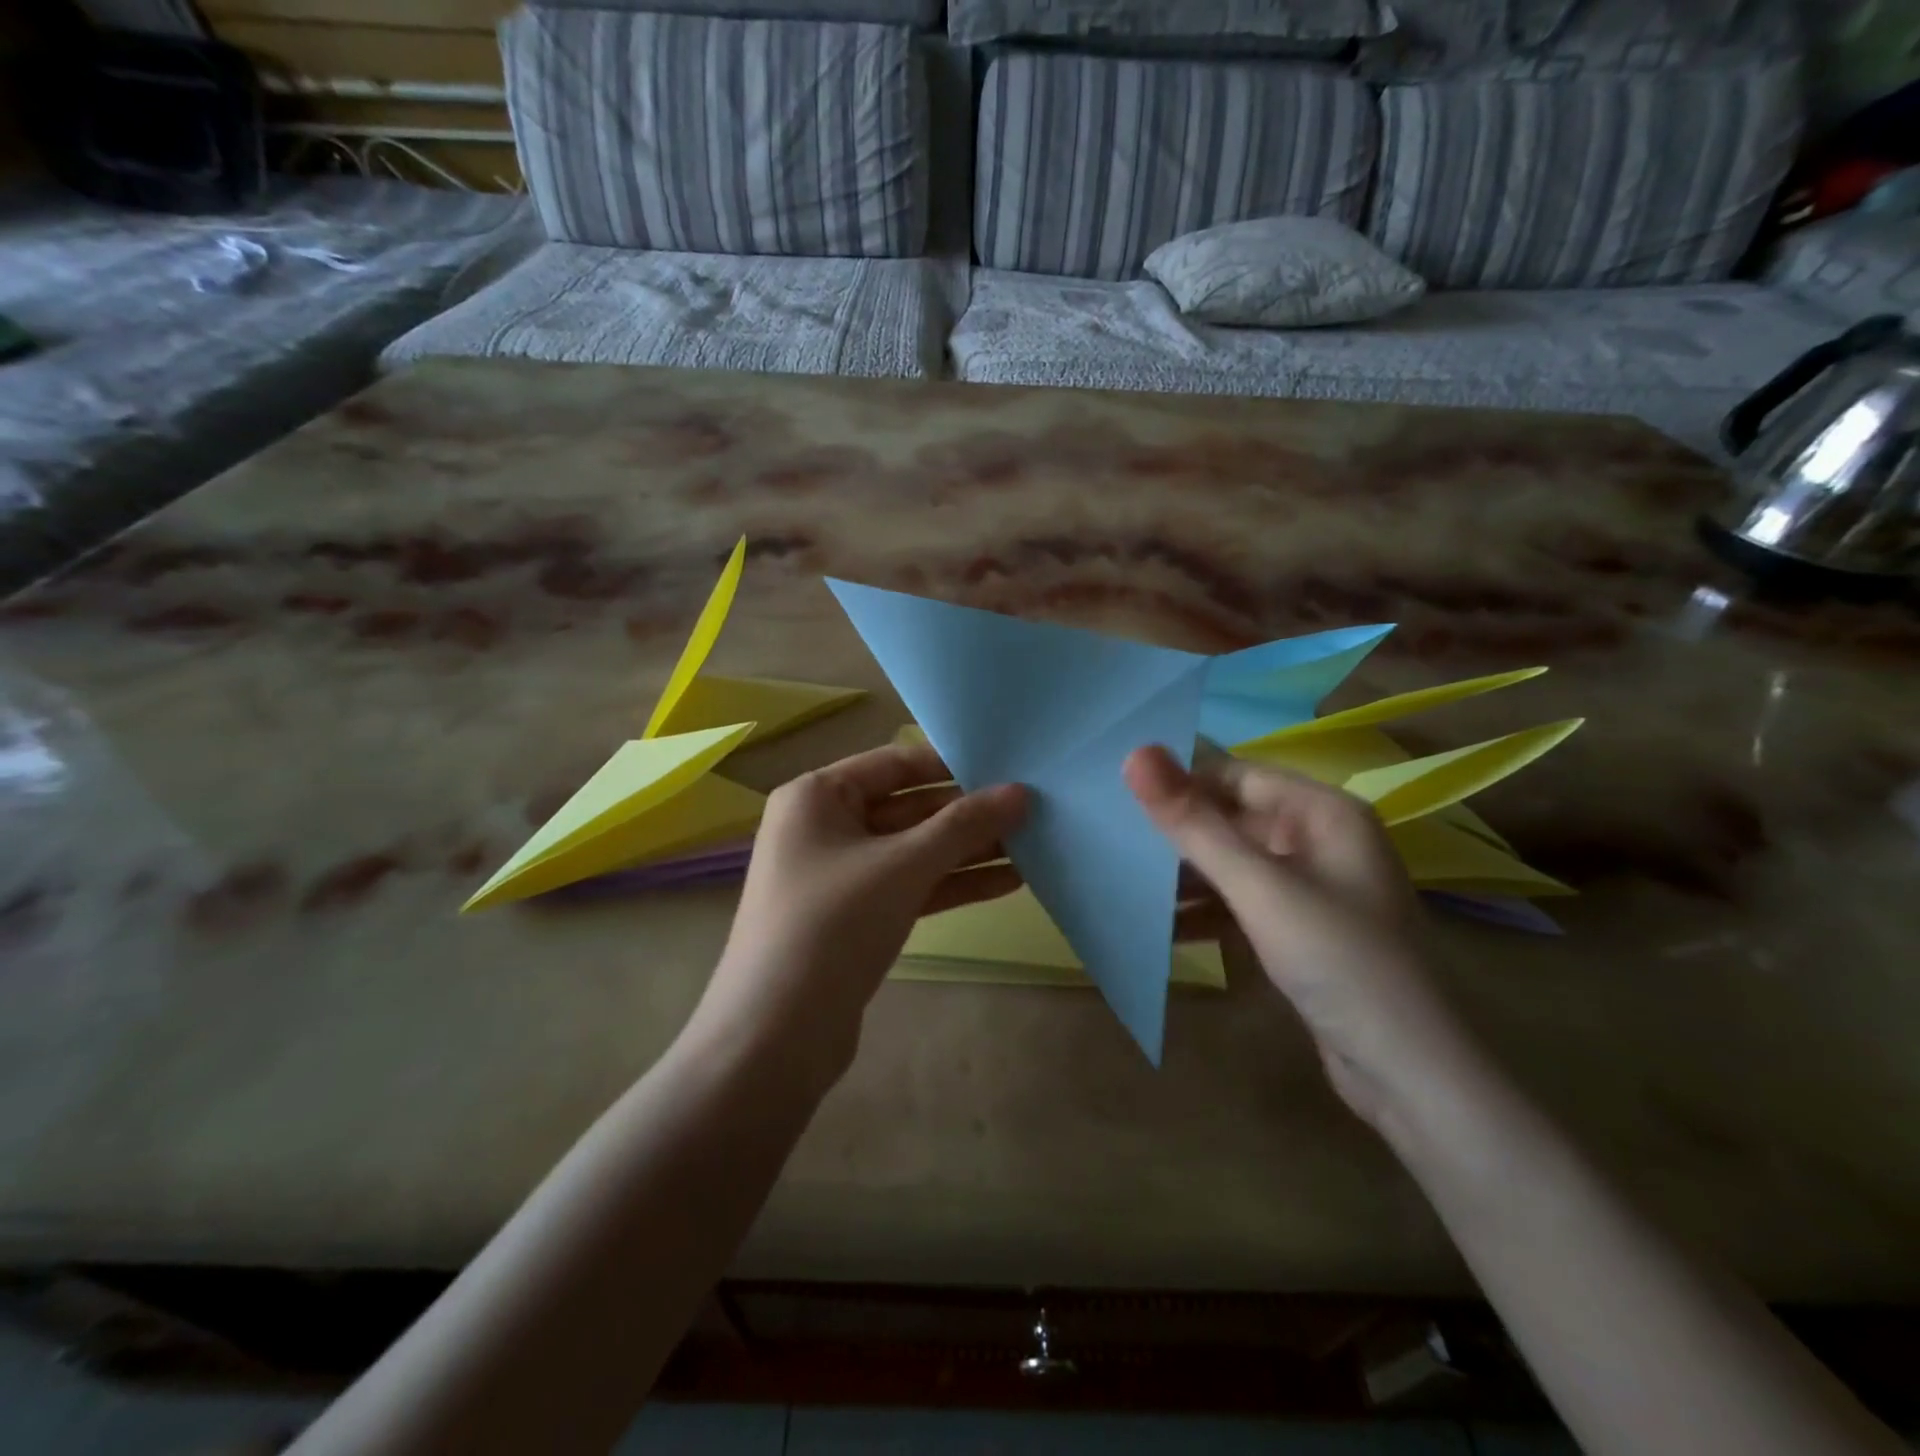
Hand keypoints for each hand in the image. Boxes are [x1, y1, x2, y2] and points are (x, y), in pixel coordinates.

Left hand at [699, 743, 1028, 1082]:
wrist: (776, 1035)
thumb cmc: (832, 924)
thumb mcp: (902, 866)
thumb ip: (963, 826)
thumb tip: (1020, 792)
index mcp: (817, 796)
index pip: (895, 762)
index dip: (951, 764)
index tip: (1008, 767)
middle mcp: (825, 826)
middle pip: (908, 806)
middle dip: (967, 813)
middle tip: (1031, 809)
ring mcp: (841, 874)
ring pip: (914, 850)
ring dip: (968, 850)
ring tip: (1033, 844)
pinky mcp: (857, 916)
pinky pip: (911, 886)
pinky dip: (952, 883)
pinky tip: (1008, 882)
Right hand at [1125, 746, 1475, 1130]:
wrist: (1408, 1072)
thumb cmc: (1337, 959)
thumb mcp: (1258, 887)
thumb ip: (1193, 823)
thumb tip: (1134, 753)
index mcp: (1323, 812)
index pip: (1236, 775)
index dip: (1180, 782)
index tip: (1118, 796)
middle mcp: (1320, 840)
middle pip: (1233, 819)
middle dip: (1178, 833)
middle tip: (1112, 839)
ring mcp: (1311, 888)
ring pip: (1234, 864)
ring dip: (1186, 876)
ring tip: (1125, 883)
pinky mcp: (1300, 930)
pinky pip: (1242, 903)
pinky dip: (1206, 911)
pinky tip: (1161, 926)